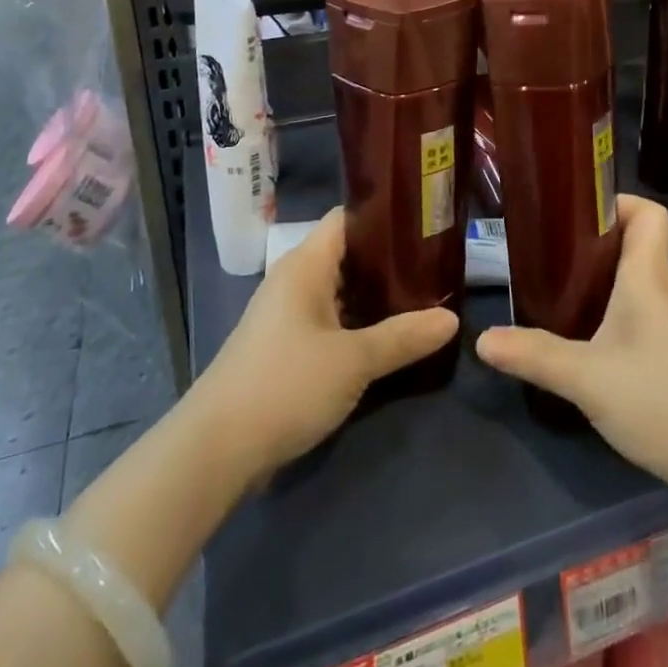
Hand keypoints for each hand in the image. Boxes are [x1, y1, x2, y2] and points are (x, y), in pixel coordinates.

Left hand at [190, 209, 457, 479]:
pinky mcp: (286, 346)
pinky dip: (359, 321)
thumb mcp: (353, 361)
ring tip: (424, 296)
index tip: (427, 222)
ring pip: (341, 289)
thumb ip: (404, 337)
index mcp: (306, 264)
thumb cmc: (285, 385)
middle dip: (390, 259)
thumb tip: (452, 319)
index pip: (349, 217)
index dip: (386, 215)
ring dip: (376, 295)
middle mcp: (295, 279)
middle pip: (348, 253)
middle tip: (437, 264)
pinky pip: (331, 318)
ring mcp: (288, 314)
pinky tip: (390, 336)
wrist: (215, 451)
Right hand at [476, 196, 667, 491]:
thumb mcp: (587, 378)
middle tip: (551, 250)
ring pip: (636, 278)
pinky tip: (586, 336)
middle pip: (637, 242)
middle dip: (595, 239)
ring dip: (601, 275)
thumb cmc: (660, 401)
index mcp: (647, 277)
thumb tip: (482, 339)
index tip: (576, 212)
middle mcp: (663, 290)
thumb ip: (535, 355)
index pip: (649, 213)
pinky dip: (612, 308)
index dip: (617, 202)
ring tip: (558, 287)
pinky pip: (640, 309)